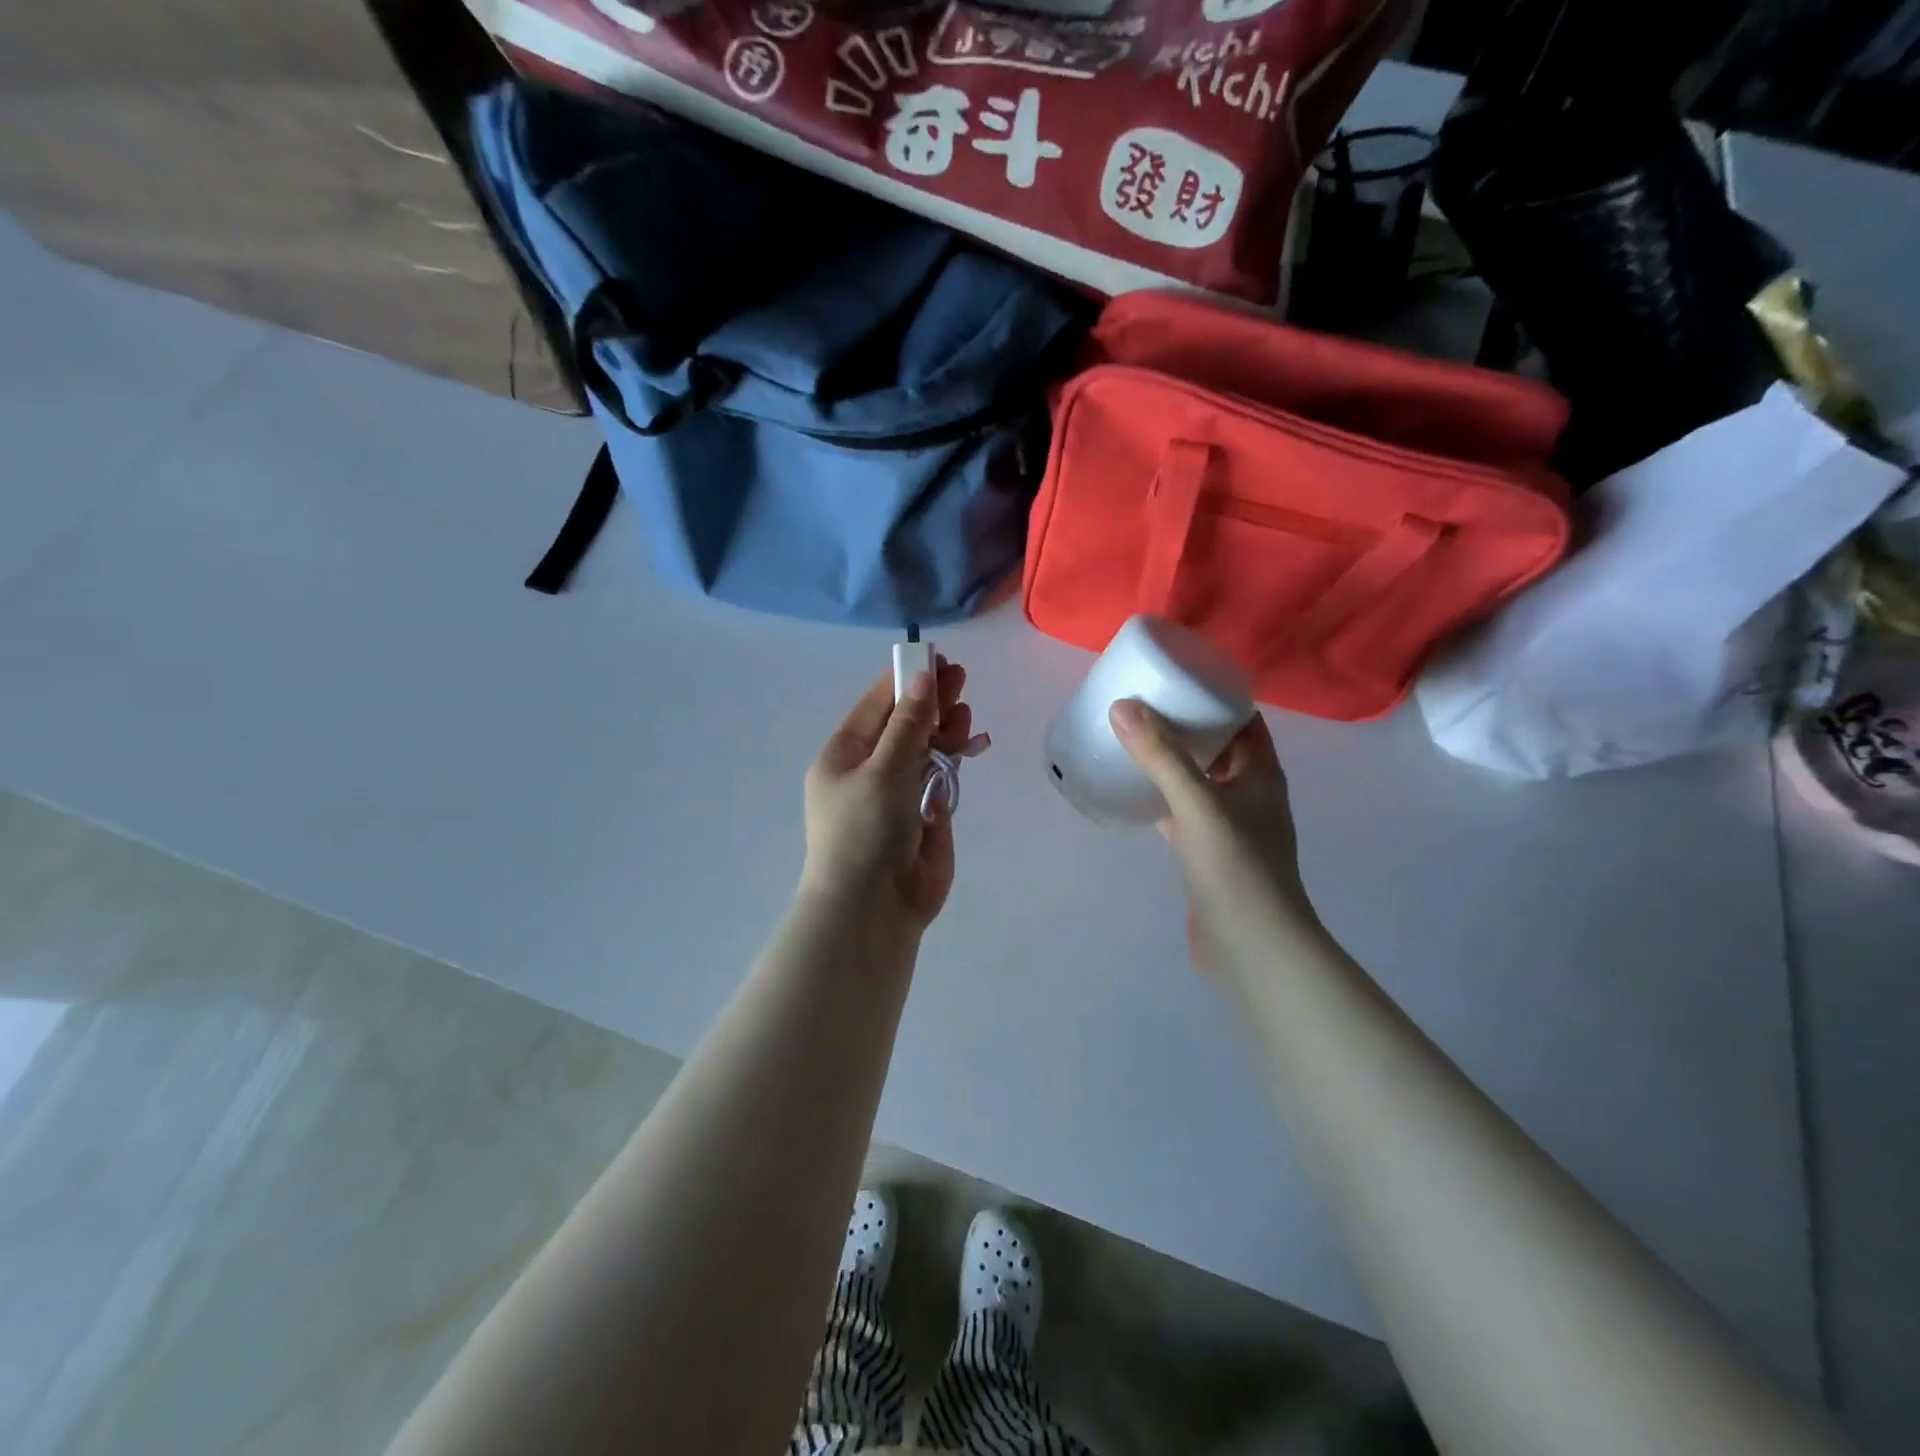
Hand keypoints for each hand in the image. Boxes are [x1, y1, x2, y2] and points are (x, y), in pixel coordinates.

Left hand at [800, 658, 981, 931]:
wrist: (872, 908)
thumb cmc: (865, 831)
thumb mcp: (884, 770)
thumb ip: (908, 724)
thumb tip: (924, 677)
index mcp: (844, 756)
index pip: (876, 706)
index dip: (906, 680)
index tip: (935, 658)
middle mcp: (870, 770)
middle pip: (904, 725)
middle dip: (931, 702)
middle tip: (960, 678)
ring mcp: (898, 793)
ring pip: (925, 749)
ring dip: (945, 729)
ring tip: (964, 711)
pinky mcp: (924, 815)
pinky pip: (941, 777)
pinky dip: (955, 759)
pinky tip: (972, 741)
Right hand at [1110, 701, 1322, 977]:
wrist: (1251, 947)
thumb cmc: (1235, 868)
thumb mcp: (1197, 803)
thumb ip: (1161, 755)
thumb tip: (1123, 706)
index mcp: (1261, 773)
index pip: (1244, 719)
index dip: (1215, 696)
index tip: (1176, 678)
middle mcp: (1250, 794)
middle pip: (1219, 747)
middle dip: (1185, 725)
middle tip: (1142, 705)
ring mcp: (1230, 827)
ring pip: (1198, 781)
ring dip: (1171, 761)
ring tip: (1131, 740)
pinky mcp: (1207, 854)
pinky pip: (1182, 813)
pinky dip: (1160, 799)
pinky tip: (1131, 792)